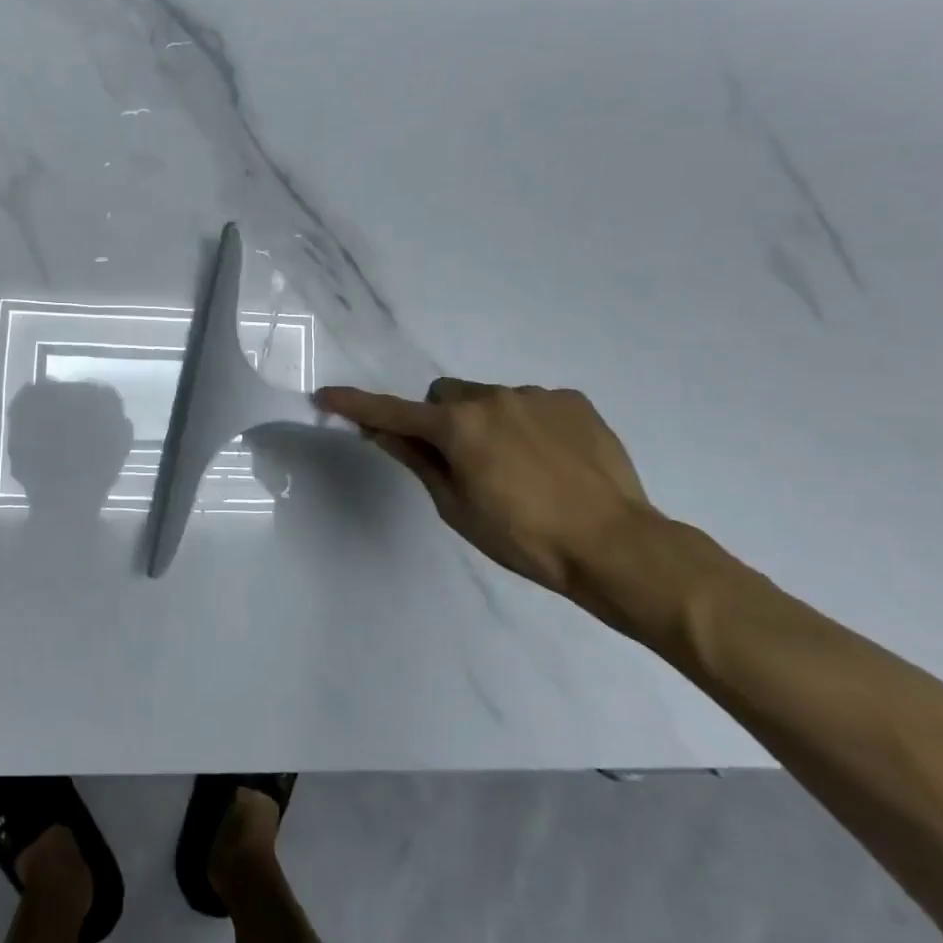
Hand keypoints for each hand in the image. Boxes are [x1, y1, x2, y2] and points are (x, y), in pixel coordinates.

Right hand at [314, 379, 656, 593]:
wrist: (617, 546)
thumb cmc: (525, 539)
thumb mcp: (457, 508)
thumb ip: (417, 461)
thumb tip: (380, 432)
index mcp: (459, 427)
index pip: (393, 413)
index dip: (356, 406)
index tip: (326, 396)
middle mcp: (492, 398)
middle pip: (445, 397)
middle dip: (441, 421)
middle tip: (461, 461)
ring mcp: (535, 395)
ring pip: (489, 398)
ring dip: (486, 422)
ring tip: (519, 468)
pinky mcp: (572, 401)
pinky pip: (531, 403)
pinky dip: (527, 424)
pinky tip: (551, 461)